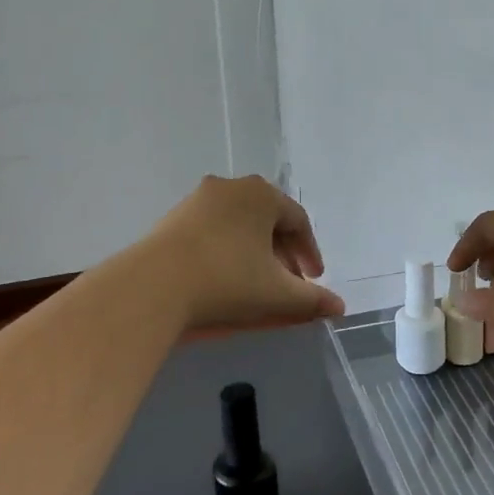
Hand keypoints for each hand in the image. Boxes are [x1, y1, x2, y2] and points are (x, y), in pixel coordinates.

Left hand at [138, 175, 345, 330]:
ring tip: (257, 282)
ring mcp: (199, 199)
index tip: (314, 280)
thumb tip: (339, 307)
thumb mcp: (276, 294)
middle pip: (268, 219)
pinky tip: (224, 275)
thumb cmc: (227, 280)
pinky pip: (213, 229)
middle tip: (289, 283)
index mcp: (262, 194)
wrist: (155, 285)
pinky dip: (228, 249)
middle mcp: (231, 186)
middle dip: (282, 252)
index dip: (310, 252)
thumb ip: (312, 300)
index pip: (298, 221)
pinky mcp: (174, 216)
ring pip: (240, 223)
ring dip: (255, 250)